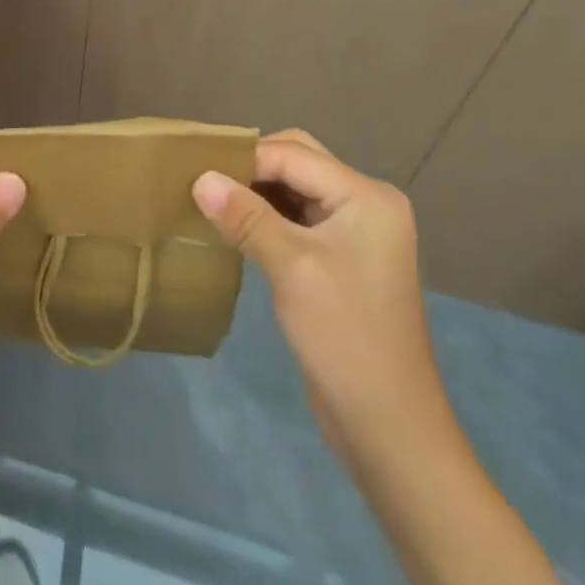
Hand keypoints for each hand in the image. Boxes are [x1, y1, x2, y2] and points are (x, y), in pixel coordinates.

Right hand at [193, 129, 442, 458]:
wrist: (389, 429)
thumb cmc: (345, 337)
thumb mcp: (291, 268)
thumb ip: (245, 216)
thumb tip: (200, 178)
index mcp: (366, 196)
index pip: (293, 155)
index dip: (244, 159)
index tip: (195, 168)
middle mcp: (366, 202)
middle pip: (298, 161)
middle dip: (252, 167)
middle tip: (206, 181)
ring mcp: (356, 231)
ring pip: (296, 187)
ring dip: (256, 190)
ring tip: (212, 199)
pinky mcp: (342, 256)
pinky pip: (298, 216)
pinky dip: (267, 214)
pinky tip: (236, 226)